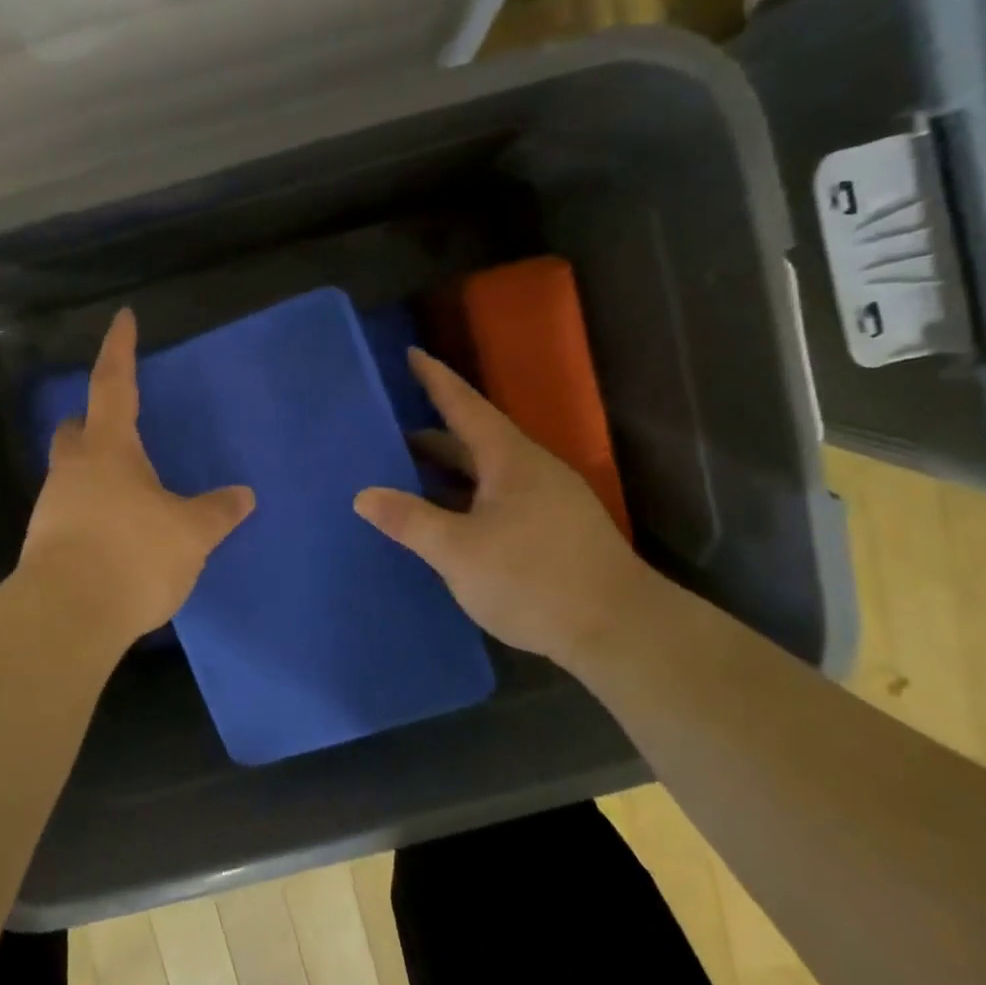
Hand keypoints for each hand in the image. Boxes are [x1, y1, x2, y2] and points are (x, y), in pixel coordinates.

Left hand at [18, 308, 254, 639]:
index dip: (120, 348)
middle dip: (94, 421)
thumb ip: (216, 512)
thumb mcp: (189, 533)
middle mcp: (74, 467)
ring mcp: (52, 505)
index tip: (122, 317)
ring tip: (130, 495)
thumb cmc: (133, 554)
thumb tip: (244, 495)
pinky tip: (114, 536)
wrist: (68, 615)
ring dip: (94, 473)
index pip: (113, 382)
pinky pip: (70, 512)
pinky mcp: (44, 543)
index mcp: (109, 448)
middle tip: (121, 430)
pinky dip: (91, 512)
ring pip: (71, 472)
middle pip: (76, 428)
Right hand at [354, 348, 657, 665]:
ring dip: (449, 470)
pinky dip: (467, 497)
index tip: (412, 354)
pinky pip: (498, 497)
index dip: (435, 380)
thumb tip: (363, 495)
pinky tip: (449, 519)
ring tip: (408, 474)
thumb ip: (410, 520)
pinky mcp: (555, 530)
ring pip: (487, 472)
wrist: (622, 631)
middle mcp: (531, 469)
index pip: (464, 406)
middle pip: (474, 439)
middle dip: (432, 433)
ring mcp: (548, 500)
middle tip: (388, 431)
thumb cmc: (534, 578)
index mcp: (509, 459)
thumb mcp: (459, 551)